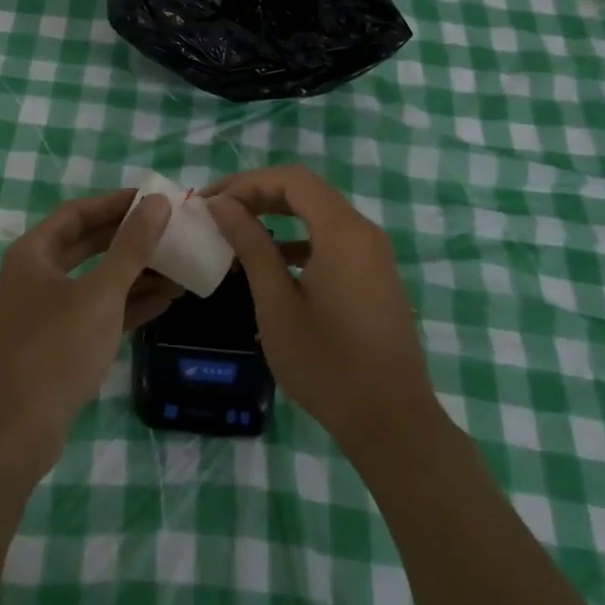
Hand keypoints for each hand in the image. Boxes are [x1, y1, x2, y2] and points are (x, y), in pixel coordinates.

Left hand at [0, 189, 176, 463]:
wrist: (15, 432)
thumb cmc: (56, 350)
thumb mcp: (100, 294)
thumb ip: (131, 247)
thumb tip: (157, 203)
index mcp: (34, 253)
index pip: (79, 212)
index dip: (116, 203)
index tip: (154, 199)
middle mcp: (35, 274)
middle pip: (88, 244)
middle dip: (129, 239)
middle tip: (170, 231)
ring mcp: (45, 310)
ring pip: (95, 280)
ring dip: (134, 274)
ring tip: (178, 267)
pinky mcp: (57, 343)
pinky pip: (95, 311)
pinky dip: (126, 304)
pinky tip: (164, 301)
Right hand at [204, 166, 442, 457]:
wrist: (393, 424)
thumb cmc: (327, 364)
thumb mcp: (277, 304)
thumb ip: (251, 245)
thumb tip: (223, 204)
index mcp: (342, 232)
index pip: (291, 180)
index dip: (246, 182)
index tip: (211, 201)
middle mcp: (363, 232)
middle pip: (306, 191)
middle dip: (258, 193)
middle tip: (218, 210)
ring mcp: (374, 254)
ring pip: (319, 213)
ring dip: (277, 213)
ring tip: (237, 228)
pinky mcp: (375, 275)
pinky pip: (333, 238)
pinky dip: (299, 237)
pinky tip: (273, 259)